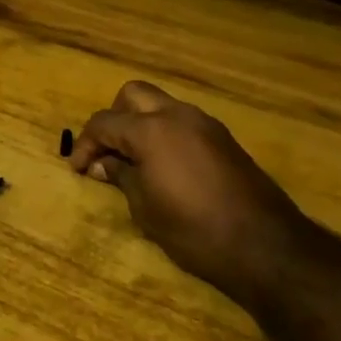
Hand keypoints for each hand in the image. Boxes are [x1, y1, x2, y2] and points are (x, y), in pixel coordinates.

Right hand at [69, 81, 313, 312]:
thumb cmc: (193, 229)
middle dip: (113, 119)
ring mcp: (205, 124)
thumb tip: (103, 163)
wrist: (264, 245)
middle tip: (107, 153)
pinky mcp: (224, 139)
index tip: (77, 168)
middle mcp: (178, 115)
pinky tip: (164, 167)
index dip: (85, 144)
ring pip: (161, 105)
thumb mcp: (145, 208)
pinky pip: (183, 123)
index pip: (105, 122)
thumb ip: (121, 176)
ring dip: (141, 124)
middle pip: (133, 95)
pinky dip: (165, 134)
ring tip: (134, 162)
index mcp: (151, 130)